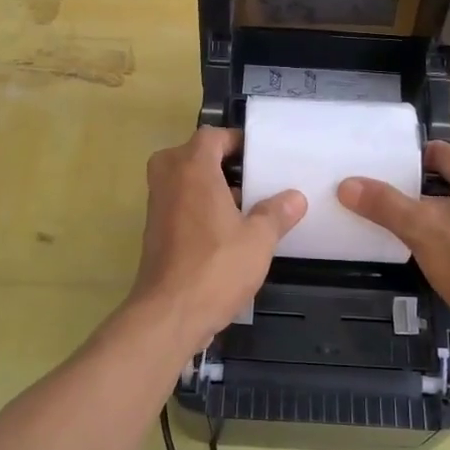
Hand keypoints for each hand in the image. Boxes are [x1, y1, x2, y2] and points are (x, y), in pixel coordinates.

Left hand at [125, 127, 306, 352]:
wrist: (170, 313)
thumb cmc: (216, 267)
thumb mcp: (258, 239)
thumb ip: (276, 213)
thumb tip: (295, 198)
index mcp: (192, 168)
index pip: (212, 136)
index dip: (236, 141)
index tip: (260, 156)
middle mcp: (168, 179)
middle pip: (194, 155)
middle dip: (223, 164)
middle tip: (254, 179)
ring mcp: (157, 205)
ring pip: (185, 181)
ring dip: (211, 187)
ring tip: (247, 205)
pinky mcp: (154, 231)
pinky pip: (179, 204)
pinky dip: (199, 207)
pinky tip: (227, 231)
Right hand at [339, 143, 449, 359]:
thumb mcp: (421, 228)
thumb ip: (383, 203)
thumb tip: (346, 185)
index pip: (439, 155)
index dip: (408, 169)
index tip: (381, 183)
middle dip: (423, 192)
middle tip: (391, 207)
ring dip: (440, 214)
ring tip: (409, 228)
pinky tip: (436, 249)